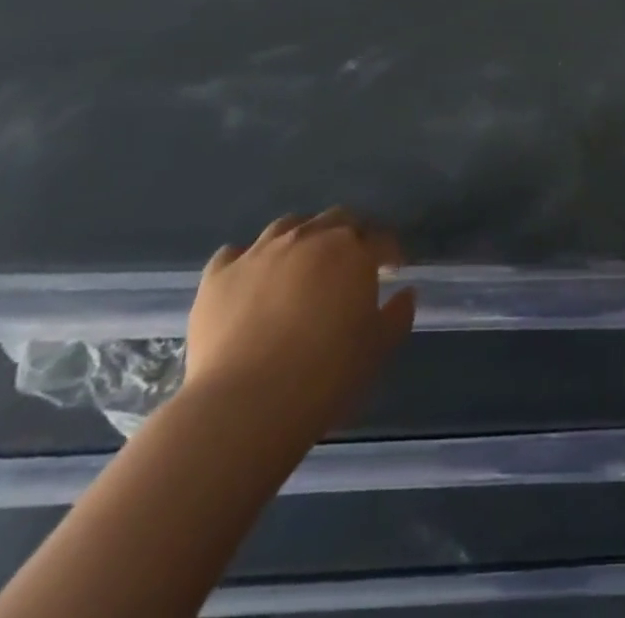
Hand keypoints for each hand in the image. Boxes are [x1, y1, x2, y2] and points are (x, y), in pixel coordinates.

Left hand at [184, 208, 415, 437]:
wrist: (245, 406)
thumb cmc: (325, 376)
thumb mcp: (377, 349)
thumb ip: (397, 315)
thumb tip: (405, 293)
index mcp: (352, 250)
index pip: (381, 238)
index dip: (390, 251)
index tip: (394, 267)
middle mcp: (308, 237)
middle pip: (336, 219)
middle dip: (349, 235)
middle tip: (350, 262)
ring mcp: (260, 252)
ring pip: (287, 226)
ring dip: (301, 238)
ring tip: (300, 264)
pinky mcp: (218, 276)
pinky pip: (235, 253)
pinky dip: (247, 261)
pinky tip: (250, 280)